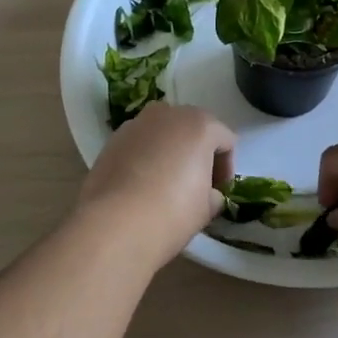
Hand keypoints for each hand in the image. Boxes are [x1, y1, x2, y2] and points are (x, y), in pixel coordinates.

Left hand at [78, 104, 234, 267]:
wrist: (114, 224)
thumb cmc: (172, 212)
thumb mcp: (207, 208)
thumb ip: (213, 194)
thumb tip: (207, 194)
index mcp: (199, 124)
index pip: (225, 141)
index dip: (226, 169)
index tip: (218, 193)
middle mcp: (167, 114)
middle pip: (192, 129)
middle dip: (197, 154)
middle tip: (196, 185)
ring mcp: (136, 124)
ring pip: (162, 133)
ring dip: (169, 153)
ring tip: (165, 185)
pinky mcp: (112, 140)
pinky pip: (139, 144)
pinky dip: (145, 158)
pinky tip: (140, 187)